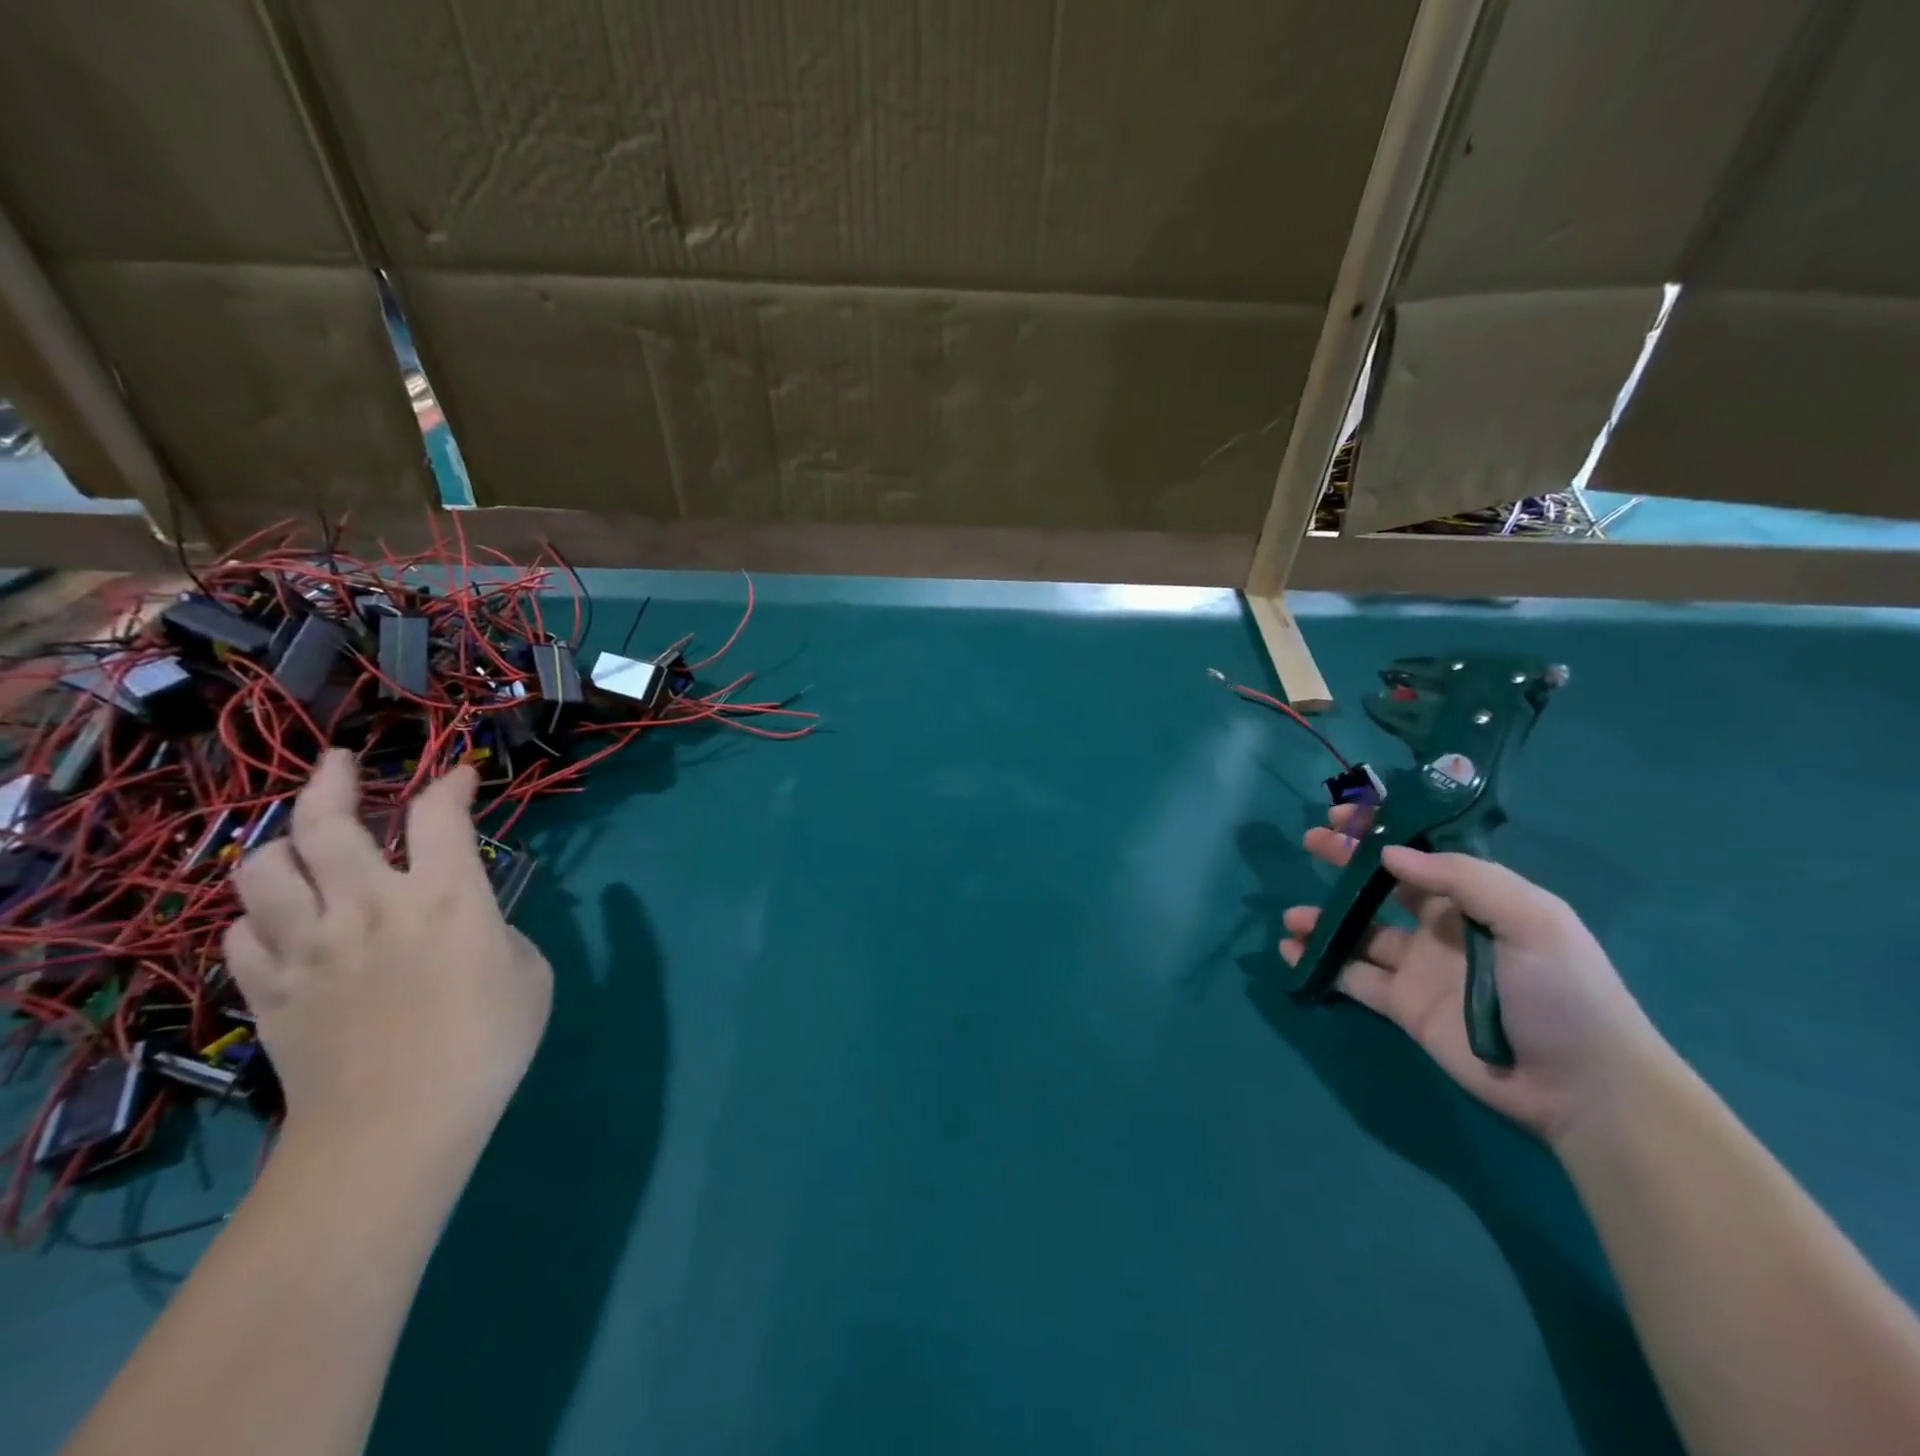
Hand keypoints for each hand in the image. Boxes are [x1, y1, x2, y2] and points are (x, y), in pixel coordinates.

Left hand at [225, 750, 552, 1142]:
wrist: (396, 1128)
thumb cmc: (487, 1044)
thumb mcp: (530, 972)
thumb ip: (496, 929)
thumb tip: (468, 922)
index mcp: (446, 897)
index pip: (441, 813)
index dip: (452, 783)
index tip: (461, 777)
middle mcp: (369, 904)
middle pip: (327, 821)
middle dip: (334, 780)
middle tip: (342, 764)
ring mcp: (308, 945)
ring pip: (262, 868)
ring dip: (283, 844)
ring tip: (303, 844)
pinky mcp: (268, 988)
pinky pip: (241, 932)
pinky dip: (260, 915)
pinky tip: (282, 921)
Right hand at [1281, 805, 1665, 1141]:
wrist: (1583, 1086)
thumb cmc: (1563, 991)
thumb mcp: (1533, 920)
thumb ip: (1462, 878)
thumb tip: (1390, 855)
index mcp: (1477, 900)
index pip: (1421, 853)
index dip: (1383, 830)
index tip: (1343, 814)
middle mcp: (1442, 927)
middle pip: (1383, 886)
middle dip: (1346, 862)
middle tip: (1310, 842)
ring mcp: (1420, 968)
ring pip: (1359, 933)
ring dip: (1324, 919)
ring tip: (1291, 917)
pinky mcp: (1404, 1006)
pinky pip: (1353, 977)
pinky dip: (1320, 963)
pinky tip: (1292, 952)